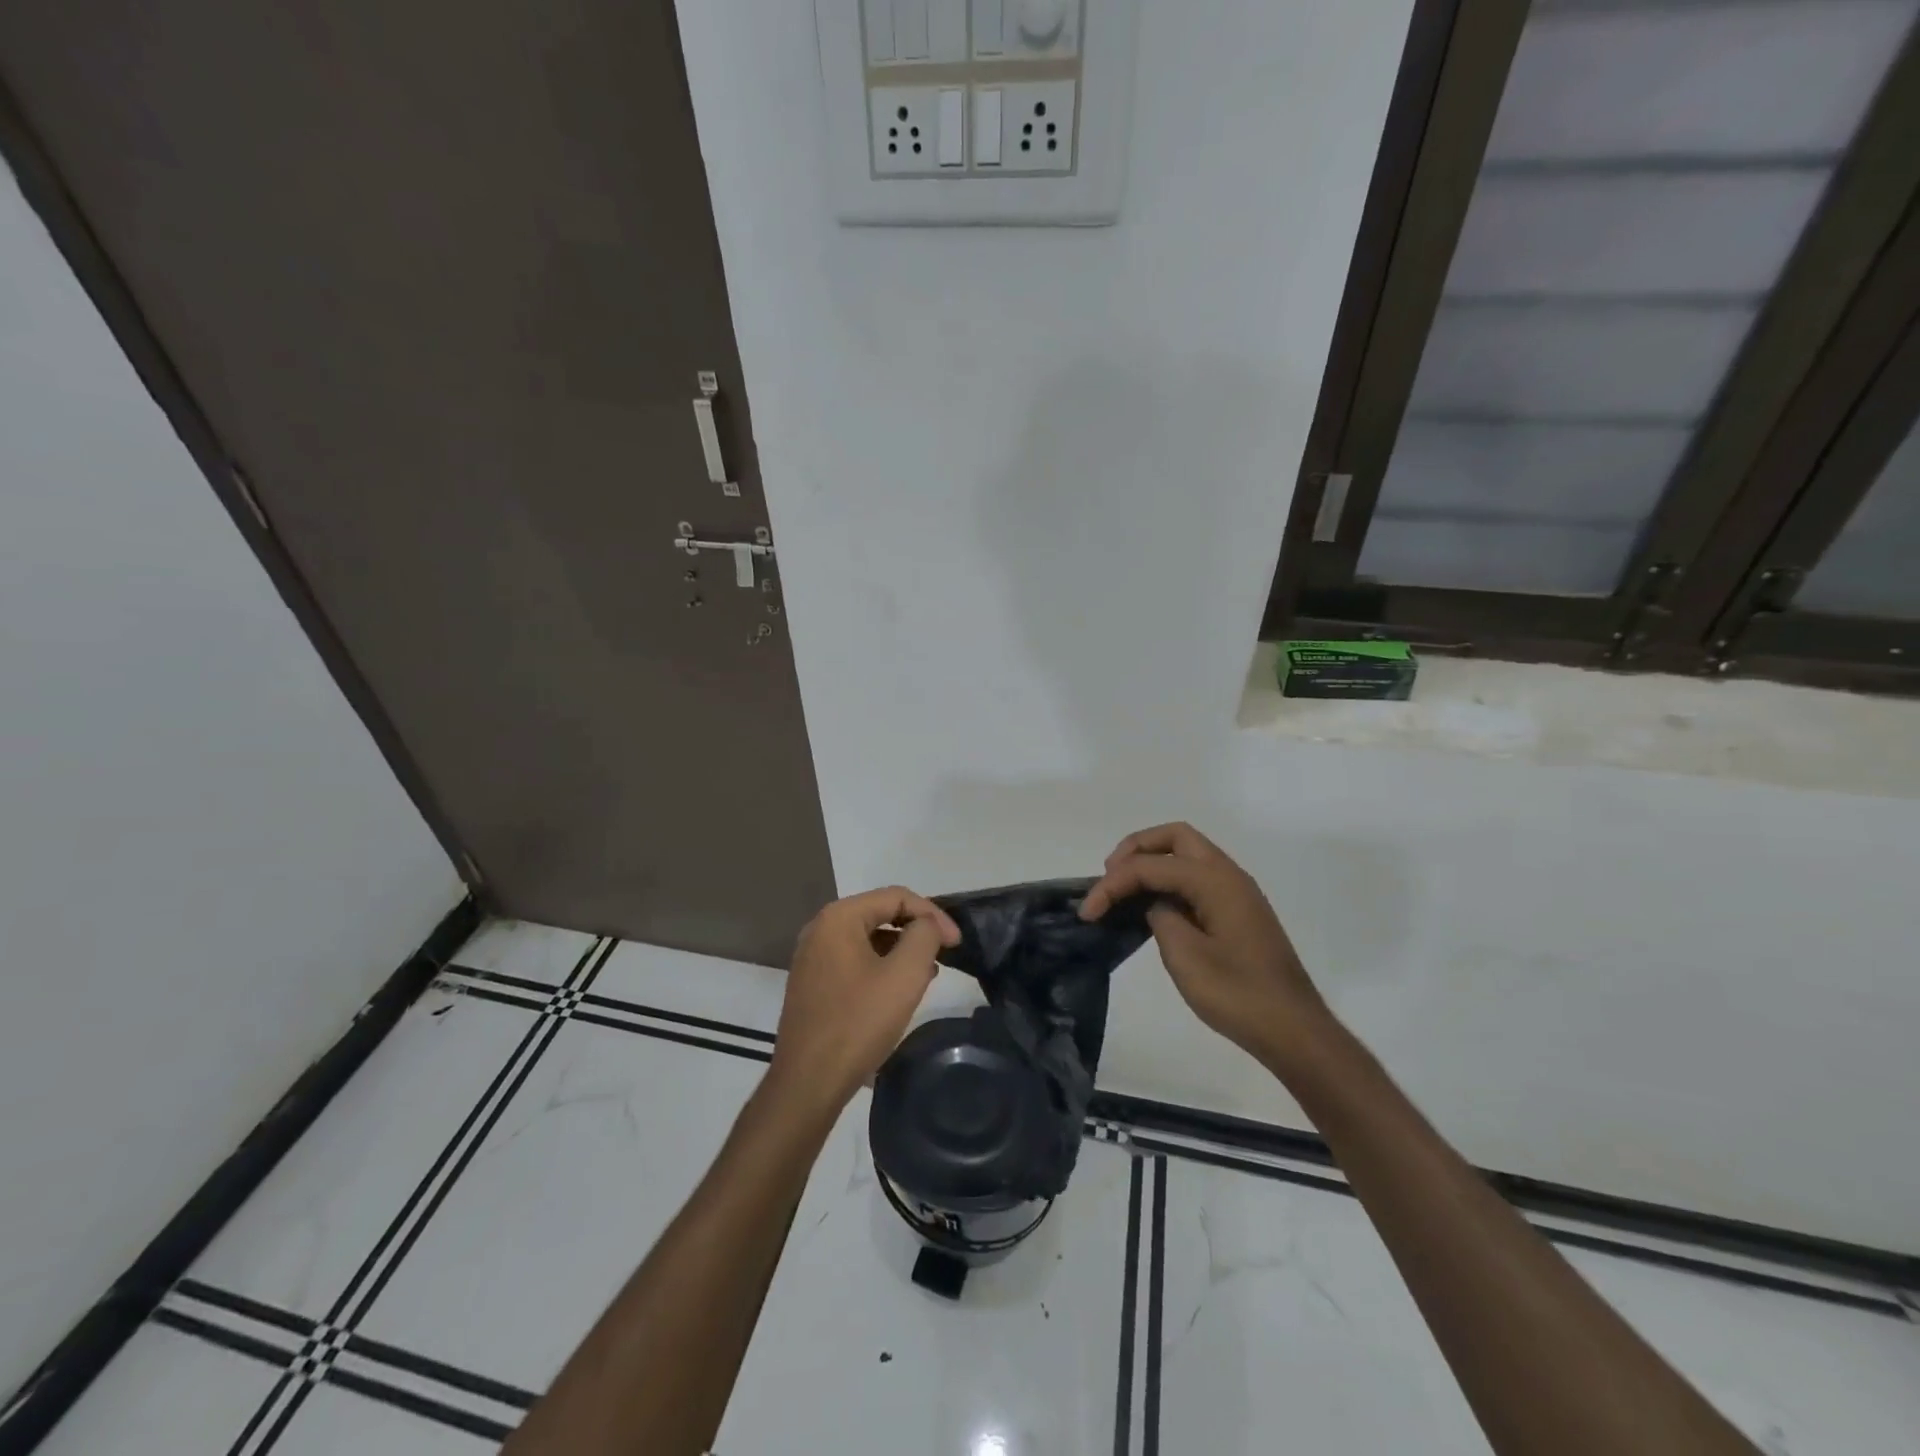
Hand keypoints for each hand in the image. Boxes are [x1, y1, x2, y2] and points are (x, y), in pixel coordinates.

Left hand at [769, 887, 960, 1117]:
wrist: (808, 1083)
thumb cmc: (858, 1023)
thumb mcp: (904, 975)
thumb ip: (924, 936)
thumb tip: (927, 925)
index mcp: (838, 917)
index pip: (896, 896)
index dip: (932, 914)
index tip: (956, 942)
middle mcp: (820, 929)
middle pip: (880, 913)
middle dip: (917, 930)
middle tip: (945, 954)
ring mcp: (812, 957)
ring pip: (868, 938)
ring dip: (901, 949)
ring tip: (928, 973)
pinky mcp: (812, 983)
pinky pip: (855, 960)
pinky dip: (881, 966)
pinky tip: (899, 990)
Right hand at [1080, 823, 1331, 1070]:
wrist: (1293, 1030)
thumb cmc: (1238, 994)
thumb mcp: (1185, 956)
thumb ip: (1160, 917)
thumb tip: (1156, 905)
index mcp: (1215, 880)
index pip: (1151, 866)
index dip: (1112, 884)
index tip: (1087, 913)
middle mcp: (1228, 875)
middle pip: (1174, 838)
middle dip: (1136, 849)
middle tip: (1109, 877)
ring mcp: (1237, 892)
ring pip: (1188, 854)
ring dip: (1153, 862)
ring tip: (1123, 889)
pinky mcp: (1238, 912)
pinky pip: (1197, 877)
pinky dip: (1169, 880)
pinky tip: (1151, 906)